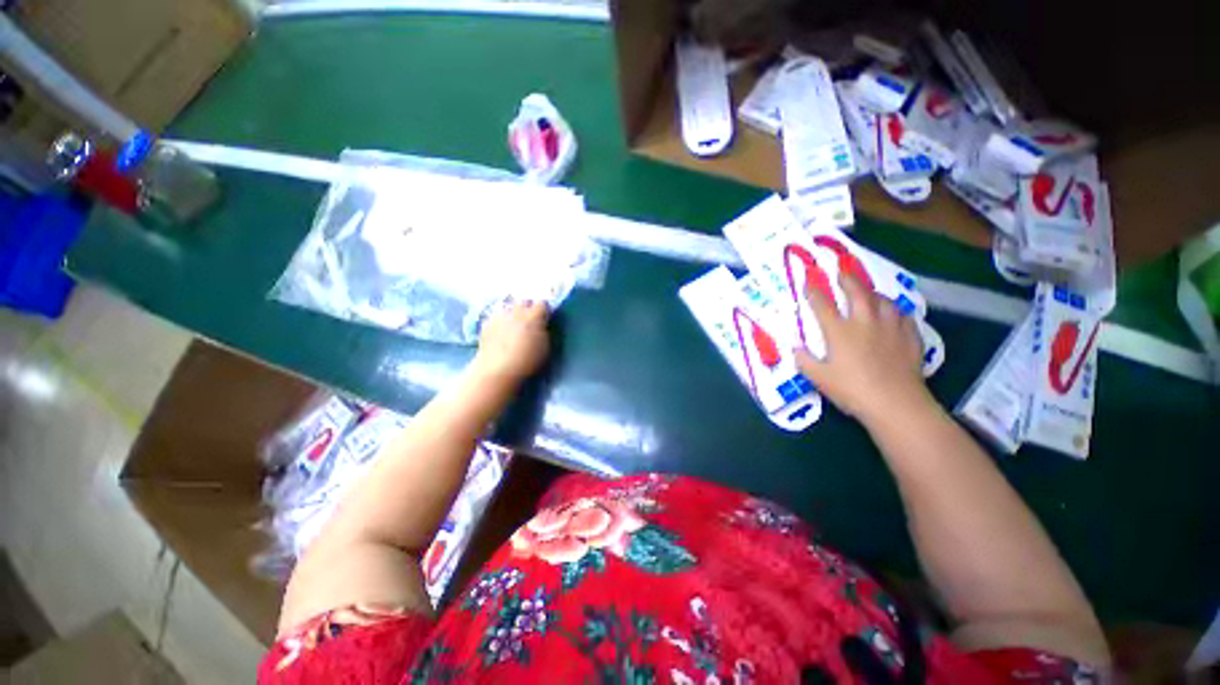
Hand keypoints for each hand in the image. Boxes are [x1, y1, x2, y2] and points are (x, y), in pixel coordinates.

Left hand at [472, 300, 550, 385]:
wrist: (498, 368)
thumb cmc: (528, 360)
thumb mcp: (546, 348)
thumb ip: (544, 332)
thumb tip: (541, 326)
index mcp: (534, 316)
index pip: (542, 303)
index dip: (543, 309)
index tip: (544, 316)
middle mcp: (517, 311)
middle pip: (523, 301)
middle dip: (526, 307)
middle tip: (528, 320)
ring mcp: (500, 316)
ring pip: (507, 307)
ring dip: (511, 313)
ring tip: (511, 325)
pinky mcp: (486, 323)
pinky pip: (494, 317)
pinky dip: (498, 322)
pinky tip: (498, 333)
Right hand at [793, 271, 929, 422]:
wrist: (896, 403)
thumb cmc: (852, 390)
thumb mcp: (819, 378)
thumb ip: (804, 361)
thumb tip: (795, 348)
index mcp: (839, 332)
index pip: (822, 305)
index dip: (814, 292)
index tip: (808, 283)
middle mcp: (865, 323)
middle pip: (857, 293)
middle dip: (847, 280)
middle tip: (841, 273)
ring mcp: (891, 328)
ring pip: (884, 301)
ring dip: (874, 293)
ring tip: (869, 292)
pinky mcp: (910, 338)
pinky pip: (904, 317)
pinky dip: (897, 311)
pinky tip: (895, 314)